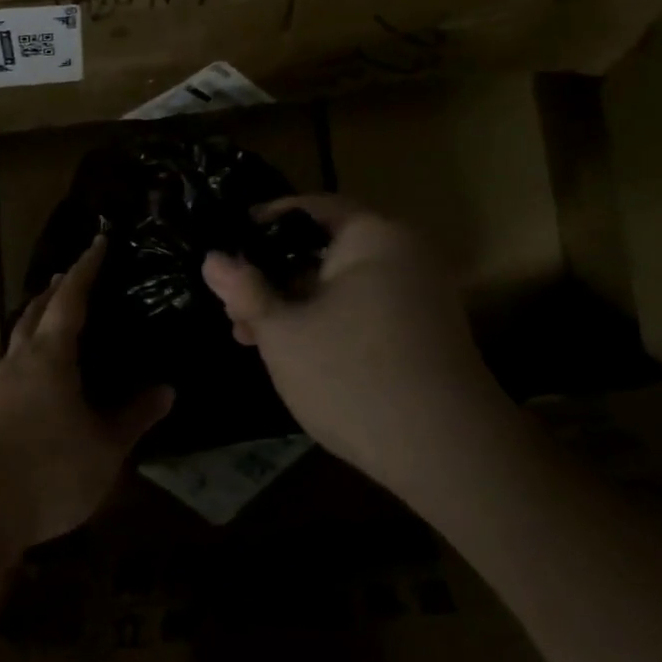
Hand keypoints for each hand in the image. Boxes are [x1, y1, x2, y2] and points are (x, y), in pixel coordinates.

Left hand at [0, 235, 173, 552]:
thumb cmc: (48, 470)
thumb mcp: (105, 447)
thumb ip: (134, 417)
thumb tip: (166, 389)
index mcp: (50, 356)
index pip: (70, 298)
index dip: (86, 268)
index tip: (98, 242)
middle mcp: (21, 361)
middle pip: (34, 311)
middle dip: (55, 289)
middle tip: (73, 274)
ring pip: (19, 336)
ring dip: (38, 317)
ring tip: (56, 314)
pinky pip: (14, 363)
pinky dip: (30, 349)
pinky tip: (41, 372)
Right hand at [201, 196, 504, 504]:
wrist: (448, 453)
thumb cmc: (353, 376)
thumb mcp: (284, 332)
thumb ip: (245, 291)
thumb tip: (212, 259)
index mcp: (373, 236)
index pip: (310, 209)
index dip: (264, 222)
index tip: (228, 242)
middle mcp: (403, 255)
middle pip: (324, 250)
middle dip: (273, 278)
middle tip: (233, 307)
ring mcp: (419, 296)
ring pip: (340, 286)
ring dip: (294, 306)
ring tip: (251, 339)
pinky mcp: (424, 333)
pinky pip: (363, 311)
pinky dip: (326, 323)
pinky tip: (293, 355)